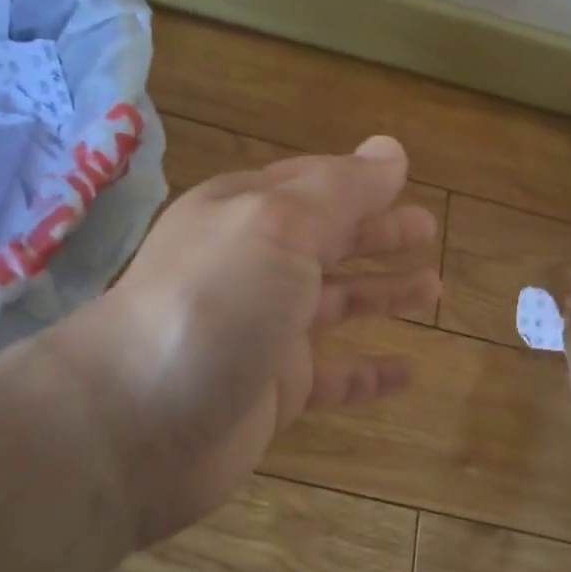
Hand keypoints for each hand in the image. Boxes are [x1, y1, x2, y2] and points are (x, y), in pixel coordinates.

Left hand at [59, 135, 439, 548]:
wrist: (135, 421)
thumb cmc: (214, 301)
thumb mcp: (279, 225)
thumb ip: (341, 190)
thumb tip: (391, 150)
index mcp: (248, 213)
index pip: (314, 184)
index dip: (361, 180)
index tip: (406, 176)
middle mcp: (254, 265)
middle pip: (328, 240)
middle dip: (378, 233)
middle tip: (430, 229)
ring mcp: (263, 330)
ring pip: (336, 304)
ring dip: (382, 294)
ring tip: (435, 290)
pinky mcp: (272, 391)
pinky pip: (333, 376)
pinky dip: (369, 373)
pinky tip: (408, 373)